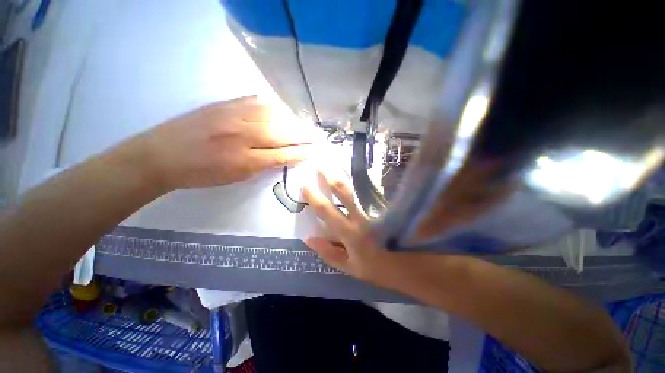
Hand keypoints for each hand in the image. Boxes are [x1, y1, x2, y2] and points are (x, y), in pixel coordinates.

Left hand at [119, 96, 313, 191]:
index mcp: (244, 160)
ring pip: (272, 114)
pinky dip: (273, 106)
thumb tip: (283, 156)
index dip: (300, 152)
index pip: (282, 155)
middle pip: (281, 133)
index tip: (313, 151)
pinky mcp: (224, 104)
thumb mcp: (234, 178)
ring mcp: (232, 116)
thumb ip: (262, 166)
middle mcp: (242, 135)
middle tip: (315, 136)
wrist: (161, 155)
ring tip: (300, 125)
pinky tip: (280, 110)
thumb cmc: (200, 174)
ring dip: (291, 120)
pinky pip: (256, 101)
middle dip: (302, 135)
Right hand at [302, 170, 396, 283]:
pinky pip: (374, 191)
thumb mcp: (352, 268)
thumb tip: (309, 239)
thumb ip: (330, 254)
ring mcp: (378, 210)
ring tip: (338, 164)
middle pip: (345, 192)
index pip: (327, 211)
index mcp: (351, 234)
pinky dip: (366, 181)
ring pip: (360, 188)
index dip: (314, 198)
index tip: (305, 185)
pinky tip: (361, 172)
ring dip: (348, 175)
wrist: (414, 268)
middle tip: (321, 165)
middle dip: (331, 177)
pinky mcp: (389, 207)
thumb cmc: (379, 269)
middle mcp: (363, 218)